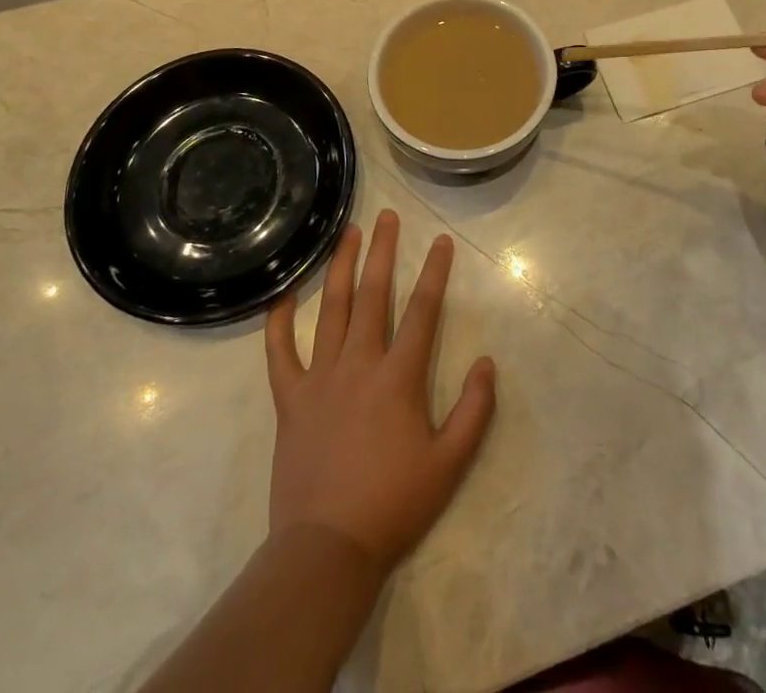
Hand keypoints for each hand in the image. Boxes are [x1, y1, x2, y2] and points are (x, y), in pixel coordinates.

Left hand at [263, 210, 496, 574]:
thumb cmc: (394, 505)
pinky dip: (279, 322)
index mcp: (399, 377)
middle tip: (387, 216)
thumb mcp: (450, 463)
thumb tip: (486, 362)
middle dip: (382, 251)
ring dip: (340, 267)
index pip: (423, 310)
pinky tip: (282, 295)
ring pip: (330, 309)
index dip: (434, 272)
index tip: (441, 241)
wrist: (327, 549)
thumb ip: (475, 410)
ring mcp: (320, 378)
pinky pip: (280, 353)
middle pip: (373, 294)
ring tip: (347, 234)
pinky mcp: (290, 398)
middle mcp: (359, 364)